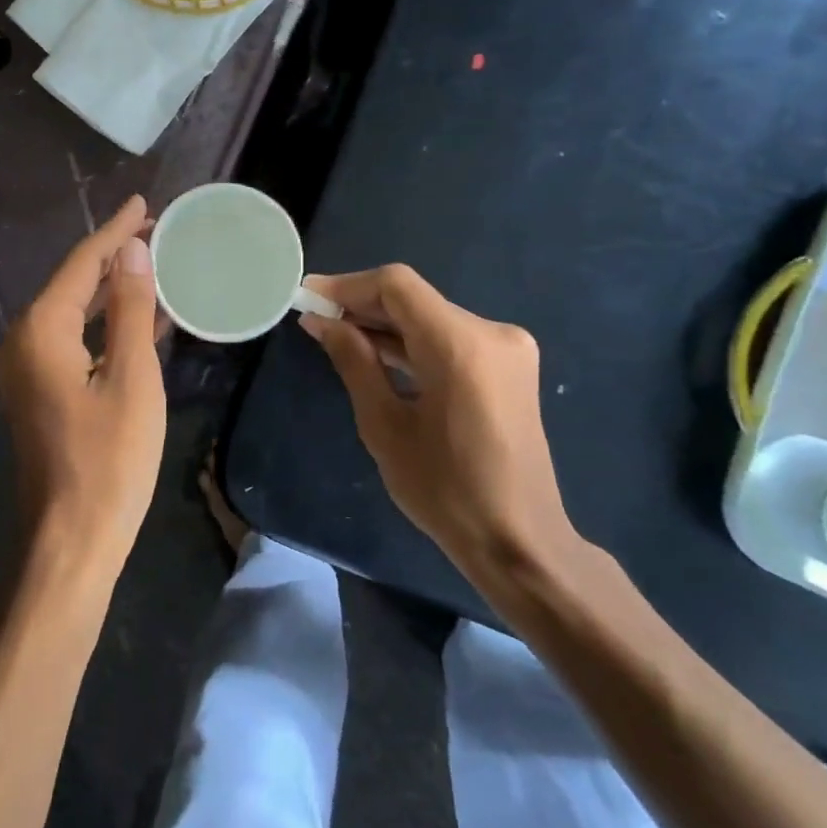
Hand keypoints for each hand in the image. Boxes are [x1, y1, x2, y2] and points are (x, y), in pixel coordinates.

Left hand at [0, 195, 166, 582]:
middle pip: (73, 283)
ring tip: (151, 262)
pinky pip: (73, 341)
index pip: (82, 264)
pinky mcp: (39, 393)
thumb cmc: (109, 461)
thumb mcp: (133, 379)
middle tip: (155, 228)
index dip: (115, 231)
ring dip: (111, 288)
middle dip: (113, 255)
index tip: (144, 203)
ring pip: (73, 312)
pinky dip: (105, 324)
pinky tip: (139, 318)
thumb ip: (132, 310)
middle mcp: (24, 342)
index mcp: (42, 331)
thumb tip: (132, 251)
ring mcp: (27, 370)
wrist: (72, 541)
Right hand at [300, 265, 578, 595]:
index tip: (307, 298)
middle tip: (315, 319)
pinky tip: (376, 354)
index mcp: (461, 346)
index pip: (396, 286)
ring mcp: (507, 348)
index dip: (347, 286)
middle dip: (362, 305)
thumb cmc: (444, 491)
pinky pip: (449, 338)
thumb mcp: (384, 426)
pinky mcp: (509, 366)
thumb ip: (353, 361)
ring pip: (430, 316)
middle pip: (414, 299)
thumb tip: (321, 321)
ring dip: (384, 324)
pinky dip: (412, 342)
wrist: (519, 541)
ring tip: (336, 336)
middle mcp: (492, 333)